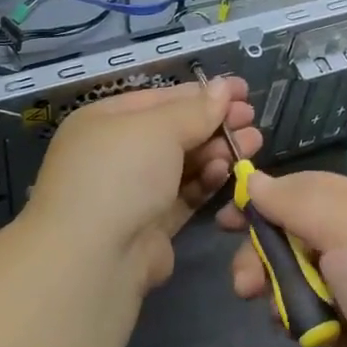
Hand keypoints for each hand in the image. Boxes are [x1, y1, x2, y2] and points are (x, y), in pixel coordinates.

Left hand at [24, 76, 259, 290]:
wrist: (93, 259)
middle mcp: (114, 153)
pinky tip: (226, 171)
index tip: (242, 90)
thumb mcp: (159, 129)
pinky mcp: (149, 226)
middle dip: (214, 123)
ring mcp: (131, 191)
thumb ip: (196, 109)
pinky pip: (183, 195)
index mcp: (104, 121)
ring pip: (182, 164)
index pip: (161, 99)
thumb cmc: (120, 174)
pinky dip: (205, 181)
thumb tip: (223, 86)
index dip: (202, 93)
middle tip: (252, 120)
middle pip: (174, 131)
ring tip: (252, 143)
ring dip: (217, 151)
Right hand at [221, 171, 346, 346]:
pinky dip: (293, 318)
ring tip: (268, 305)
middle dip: (262, 251)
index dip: (264, 199)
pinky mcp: (345, 328)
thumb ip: (296, 201)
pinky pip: (303, 312)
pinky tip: (294, 329)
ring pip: (291, 274)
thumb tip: (254, 180)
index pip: (302, 190)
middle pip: (290, 233)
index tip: (227, 214)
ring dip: (273, 287)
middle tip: (244, 278)